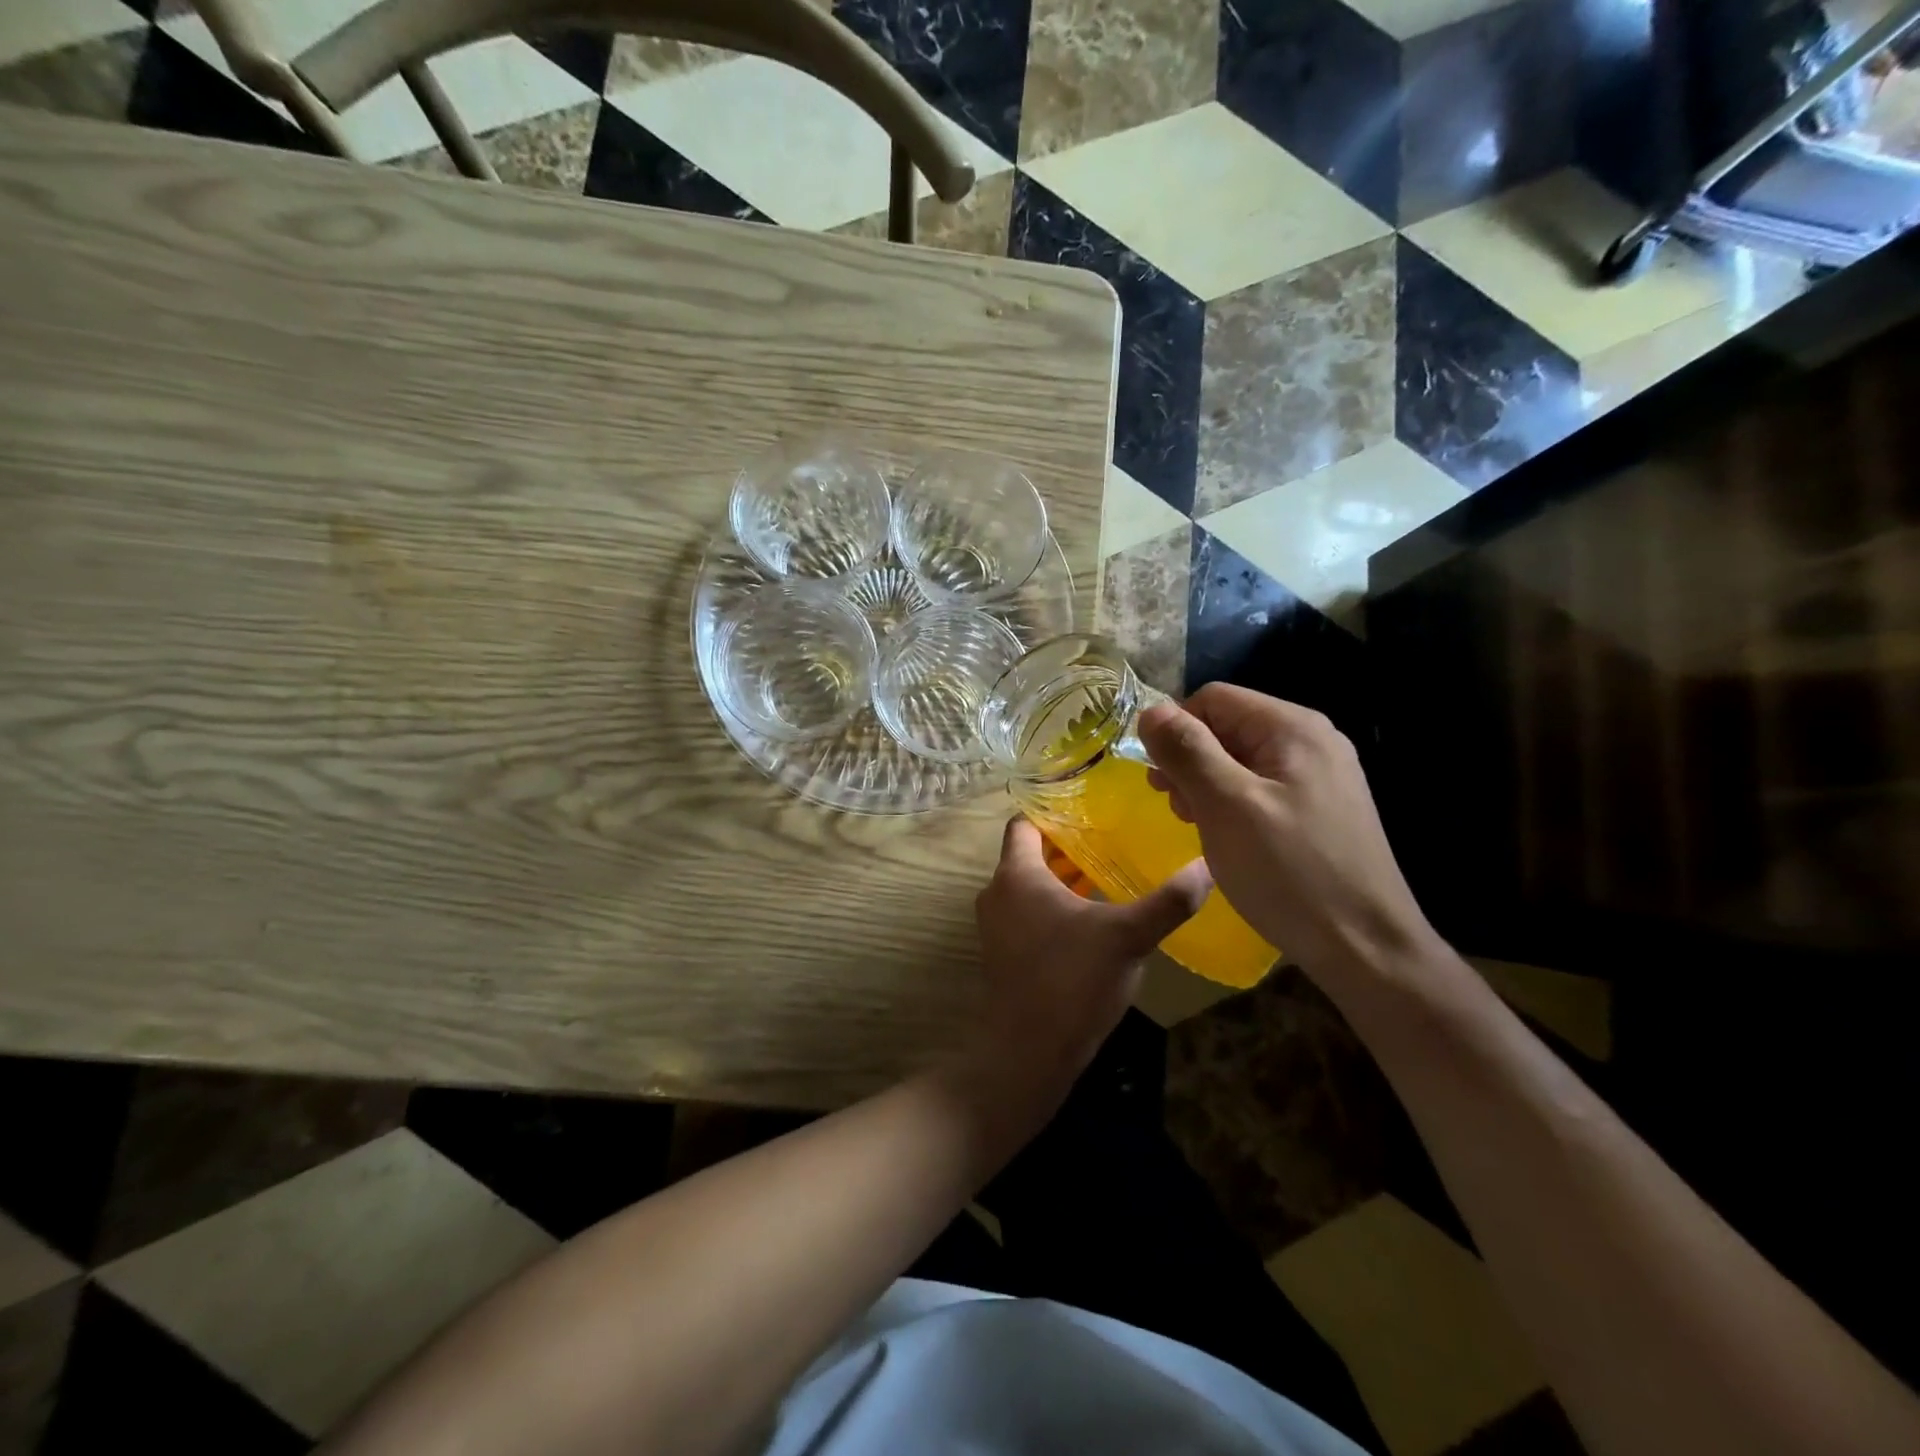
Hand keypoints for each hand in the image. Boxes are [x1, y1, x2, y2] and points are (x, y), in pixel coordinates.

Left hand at [971, 817, 1210, 1082]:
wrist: (1028, 1053)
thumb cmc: (1072, 981)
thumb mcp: (1127, 937)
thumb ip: (1168, 901)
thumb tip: (1209, 865)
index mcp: (1016, 874)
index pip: (1024, 822)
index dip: (1054, 809)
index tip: (1092, 804)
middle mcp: (997, 892)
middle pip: (1029, 853)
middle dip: (1068, 845)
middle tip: (1113, 836)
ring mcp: (996, 925)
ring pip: (1030, 885)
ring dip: (1063, 878)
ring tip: (1109, 872)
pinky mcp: (1004, 952)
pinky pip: (1028, 912)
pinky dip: (1054, 905)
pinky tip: (1093, 918)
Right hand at [1139, 684, 1434, 980]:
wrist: (1365, 948)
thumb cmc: (1290, 873)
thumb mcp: (1227, 807)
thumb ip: (1187, 751)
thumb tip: (1151, 710)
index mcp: (1292, 728)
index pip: (1213, 699)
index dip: (1175, 730)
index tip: (1158, 780)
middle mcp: (1312, 740)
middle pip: (1228, 726)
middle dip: (1190, 760)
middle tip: (1175, 808)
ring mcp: (1322, 775)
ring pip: (1242, 759)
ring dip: (1208, 784)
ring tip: (1197, 825)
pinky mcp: (1322, 808)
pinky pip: (1262, 787)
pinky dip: (1233, 803)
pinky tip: (1228, 837)